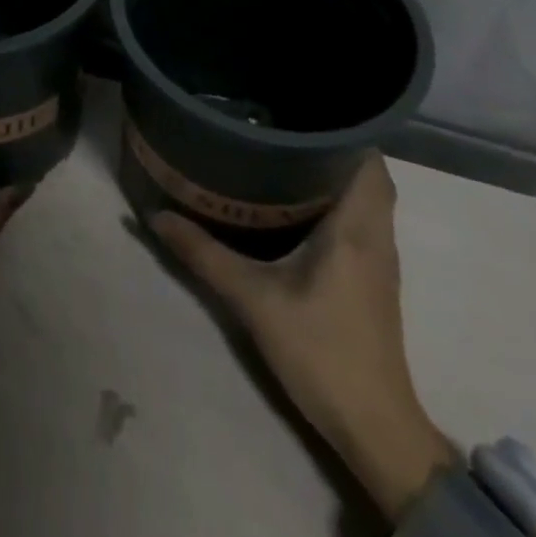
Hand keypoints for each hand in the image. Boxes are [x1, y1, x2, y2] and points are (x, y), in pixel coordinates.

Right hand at [149, 154, 457, 521]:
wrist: (372, 426)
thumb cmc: (320, 351)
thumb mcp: (252, 299)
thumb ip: (204, 254)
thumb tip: (156, 216)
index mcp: (356, 228)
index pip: (368, 160)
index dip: (343, 130)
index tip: (301, 110)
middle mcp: (376, 235)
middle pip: (368, 173)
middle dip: (332, 146)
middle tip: (281, 127)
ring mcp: (380, 260)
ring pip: (367, 198)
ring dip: (336, 173)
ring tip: (284, 152)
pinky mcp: (373, 279)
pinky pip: (362, 219)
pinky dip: (338, 199)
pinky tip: (297, 202)